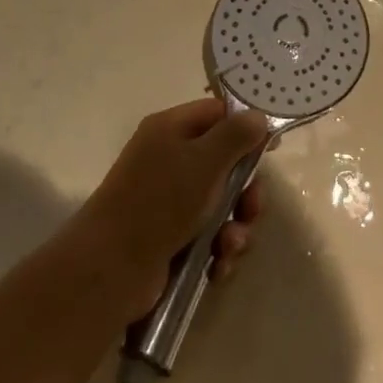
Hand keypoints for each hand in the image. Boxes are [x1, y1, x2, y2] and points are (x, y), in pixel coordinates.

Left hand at [74, 98, 271, 319]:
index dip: (246, 127)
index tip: (272, 147)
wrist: (110, 269)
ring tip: (230, 246)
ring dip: (235, 226)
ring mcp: (168, 200)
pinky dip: (219, 249)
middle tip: (251, 208)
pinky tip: (218, 266)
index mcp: (170, 129)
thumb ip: (236, 135)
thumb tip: (257, 117)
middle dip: (245, 190)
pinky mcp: (170, 237)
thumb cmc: (160, 202)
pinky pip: (208, 234)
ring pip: (221, 203)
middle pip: (224, 163)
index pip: (217, 113)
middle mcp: (168, 159)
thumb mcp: (204, 161)